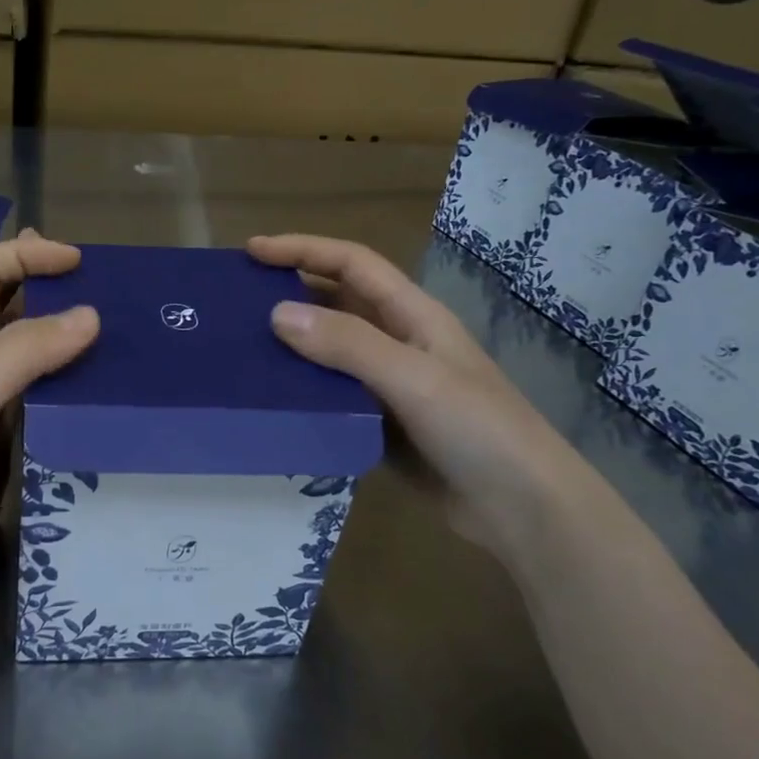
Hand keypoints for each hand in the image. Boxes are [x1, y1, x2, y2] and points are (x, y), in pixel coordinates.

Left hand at [0, 229, 99, 624]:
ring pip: (33, 359)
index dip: (23, 254)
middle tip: (110, 297)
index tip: (78, 262)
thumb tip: (89, 316)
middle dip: (52, 289)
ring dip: (70, 342)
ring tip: (122, 344)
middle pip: (9, 309)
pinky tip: (105, 402)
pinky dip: (75, 391)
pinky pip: (46, 405)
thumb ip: (20, 353)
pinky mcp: (7, 451)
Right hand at [248, 233, 597, 557]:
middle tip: (236, 303)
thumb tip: (276, 314)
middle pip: (337, 303)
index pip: (351, 264)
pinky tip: (272, 402)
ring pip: (331, 353)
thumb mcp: (412, 378)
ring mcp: (390, 386)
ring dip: (292, 346)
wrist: (523, 508)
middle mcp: (399, 342)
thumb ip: (348, 345)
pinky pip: (333, 397)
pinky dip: (303, 392)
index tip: (253, 251)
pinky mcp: (382, 426)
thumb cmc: (477, 429)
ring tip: (242, 351)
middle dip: (290, 293)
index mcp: (412, 315)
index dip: (303, 249)